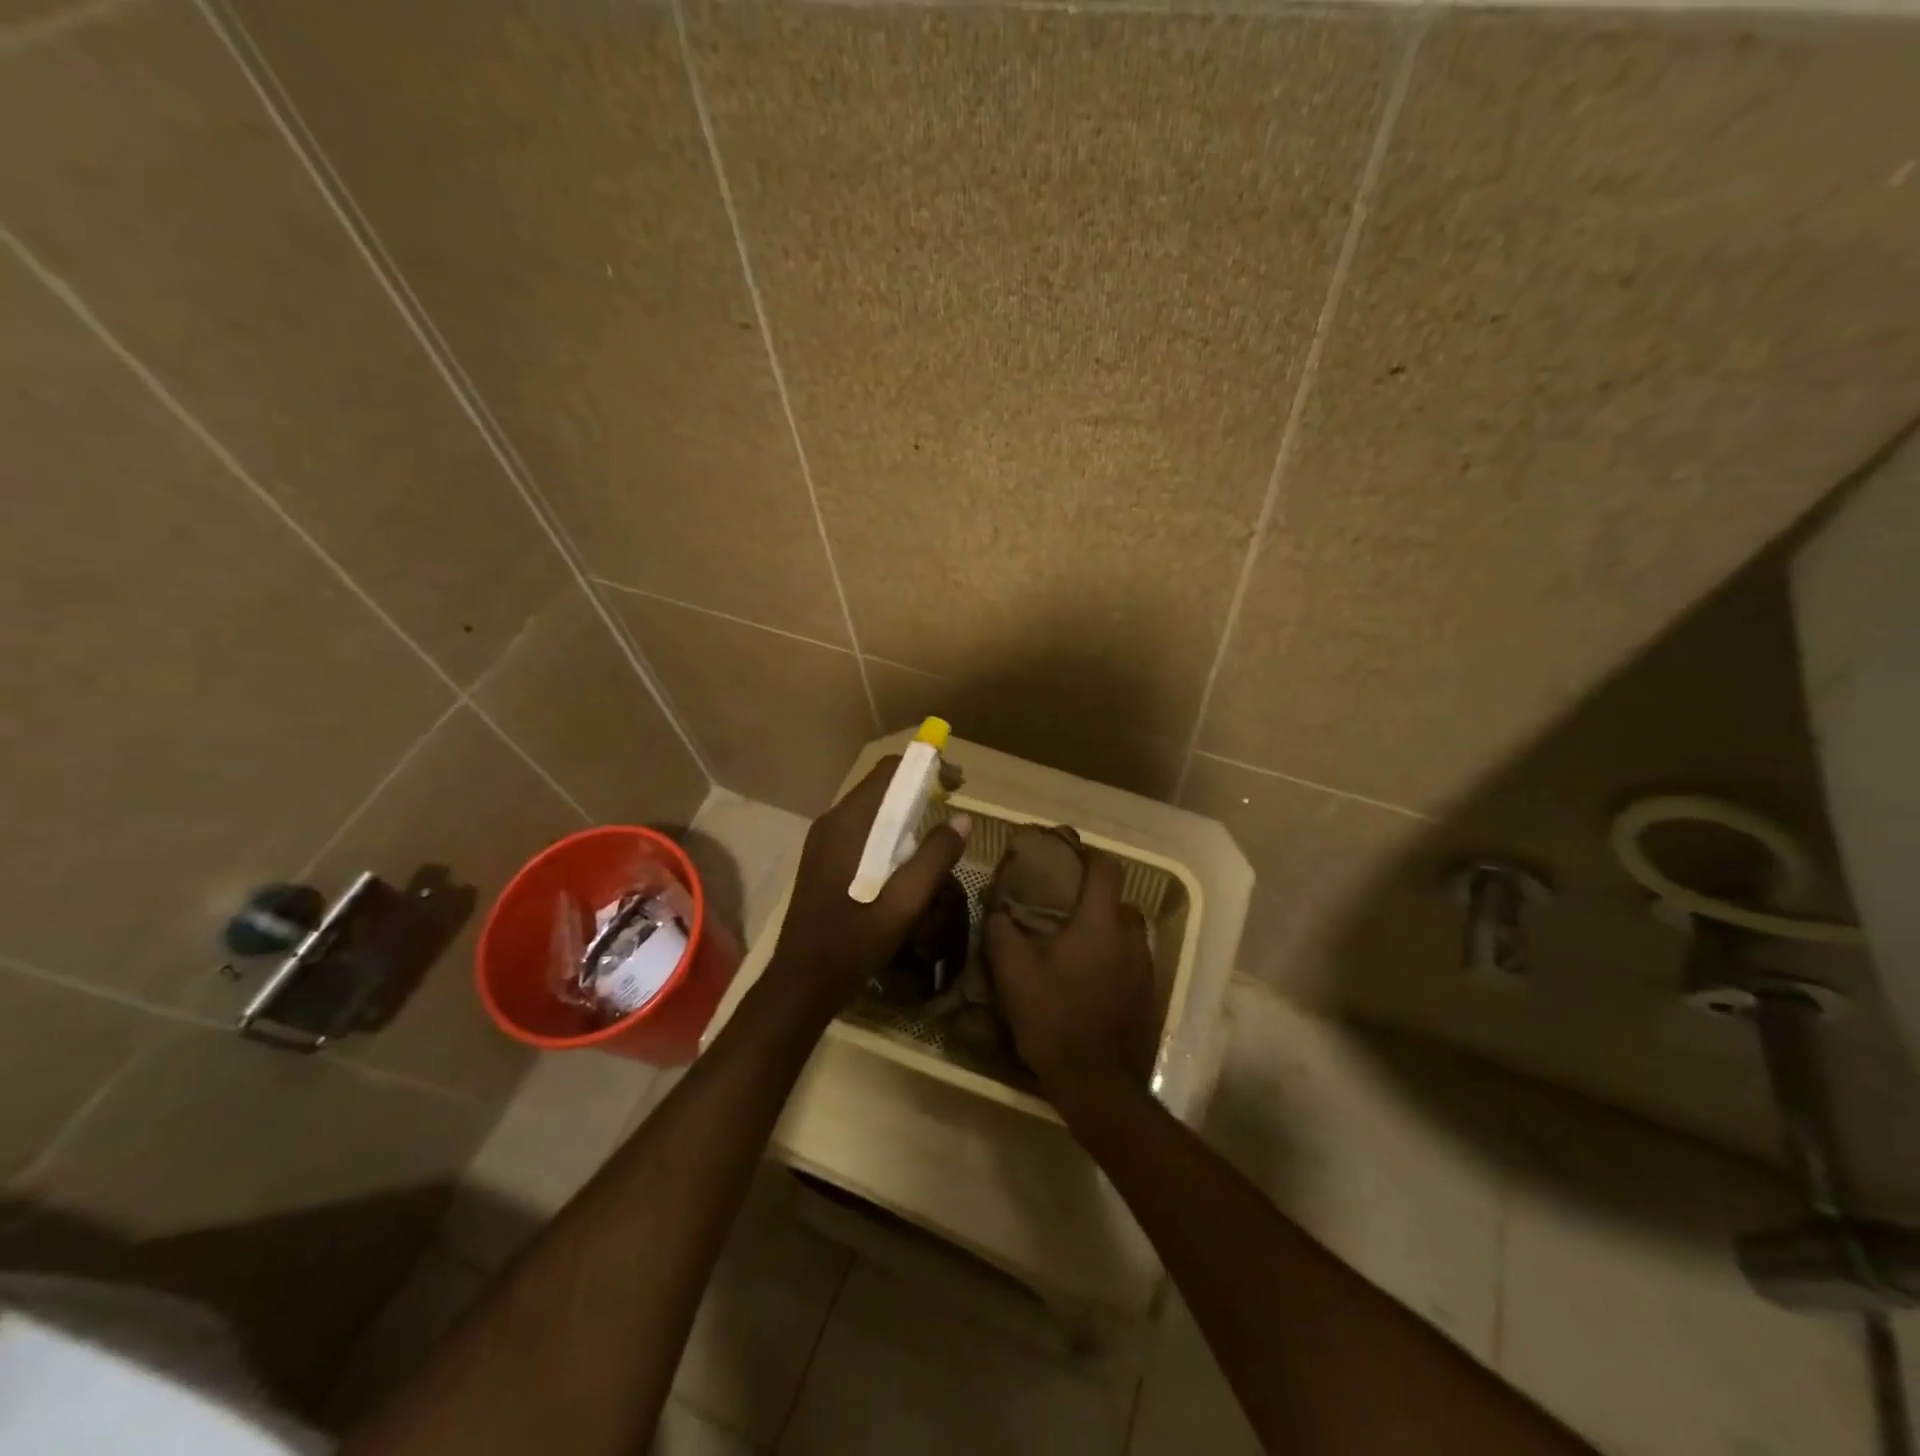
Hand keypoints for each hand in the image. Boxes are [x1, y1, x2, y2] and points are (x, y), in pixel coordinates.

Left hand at [765, 756, 970, 1021]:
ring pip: (871, 807)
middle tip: (952, 805)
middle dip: (919, 787)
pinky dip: (888, 828)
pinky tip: (904, 857)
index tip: (956, 784)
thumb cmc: (855, 940)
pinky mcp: (823, 857)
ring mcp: (824, 839)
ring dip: (904, 809)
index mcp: (850, 823)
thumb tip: (963, 819)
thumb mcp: (906, 902)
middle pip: (880, 785)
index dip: (926, 767)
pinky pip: (861, 827)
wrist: (803, 980)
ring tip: (934, 832)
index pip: (890, 771)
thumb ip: (935, 856)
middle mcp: (832, 821)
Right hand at [985, 852, 1158, 1114]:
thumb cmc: (1055, 1019)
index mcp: (1101, 923)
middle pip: (1119, 901)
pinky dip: (1113, 960)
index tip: (1065, 856)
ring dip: (1105, 931)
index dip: (1087, 855)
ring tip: (1074, 946)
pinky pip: (1132, 962)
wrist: (1098, 1084)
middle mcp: (1131, 938)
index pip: (1106, 868)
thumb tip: (998, 912)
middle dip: (1094, 899)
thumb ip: (1002, 934)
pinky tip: (1088, 980)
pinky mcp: (1150, 996)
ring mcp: (1146, 968)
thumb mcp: (1014, 975)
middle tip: (1062, 909)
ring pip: (1127, 933)